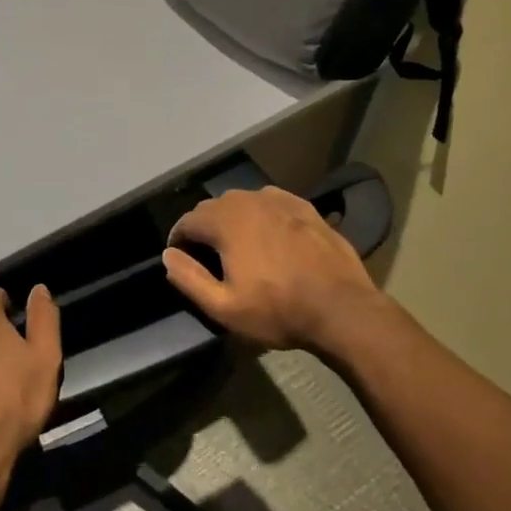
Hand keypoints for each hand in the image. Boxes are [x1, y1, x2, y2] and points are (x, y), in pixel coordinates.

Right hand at [162, 187, 379, 350]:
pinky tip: (269, 233)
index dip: (178, 239)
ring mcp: (280, 200)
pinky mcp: (306, 207)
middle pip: (213, 206)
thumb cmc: (278, 310)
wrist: (342, 309)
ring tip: (237, 243)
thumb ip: (189, 278)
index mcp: (226, 222)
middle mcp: (249, 201)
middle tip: (207, 254)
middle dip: (204, 226)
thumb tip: (169, 255)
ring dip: (232, 218)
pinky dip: (261, 213)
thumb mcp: (224, 307)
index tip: (180, 257)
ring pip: (243, 201)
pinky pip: (272, 202)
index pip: (188, 221)